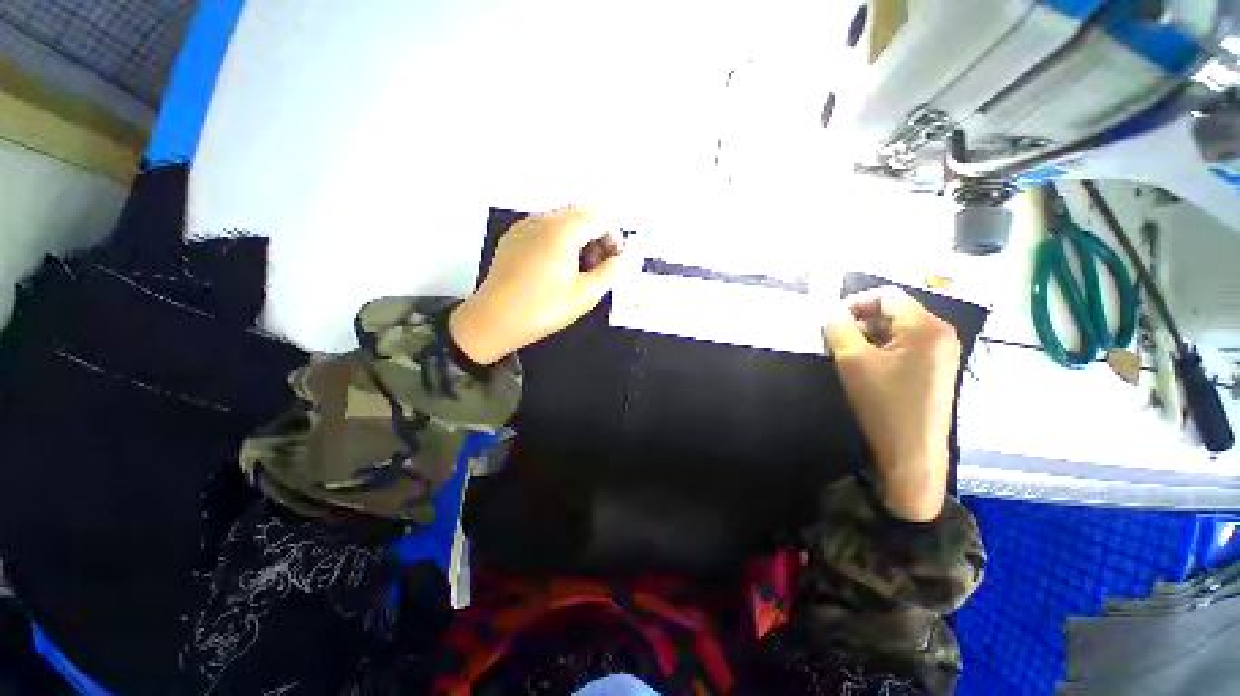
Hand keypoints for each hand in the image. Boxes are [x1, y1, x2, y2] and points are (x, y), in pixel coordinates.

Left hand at [449, 207, 625, 364]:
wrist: (493, 321)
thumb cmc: (544, 309)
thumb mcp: (586, 294)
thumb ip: (611, 272)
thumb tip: (624, 259)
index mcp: (562, 230)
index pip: (600, 218)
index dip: (615, 238)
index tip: (616, 262)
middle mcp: (542, 220)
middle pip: (581, 214)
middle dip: (597, 236)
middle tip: (600, 266)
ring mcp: (524, 227)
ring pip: (562, 221)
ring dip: (579, 238)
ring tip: (580, 270)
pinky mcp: (512, 238)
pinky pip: (545, 229)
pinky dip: (560, 241)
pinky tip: (557, 268)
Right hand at [823, 287, 959, 520]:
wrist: (912, 453)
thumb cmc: (883, 405)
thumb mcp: (852, 362)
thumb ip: (838, 329)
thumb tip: (831, 312)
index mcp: (926, 327)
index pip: (887, 296)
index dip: (855, 302)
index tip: (831, 320)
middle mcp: (941, 334)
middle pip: (894, 311)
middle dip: (861, 321)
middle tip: (836, 340)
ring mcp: (942, 353)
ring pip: (898, 330)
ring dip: (869, 336)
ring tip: (848, 355)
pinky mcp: (936, 370)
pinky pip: (906, 347)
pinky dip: (882, 350)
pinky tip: (866, 368)